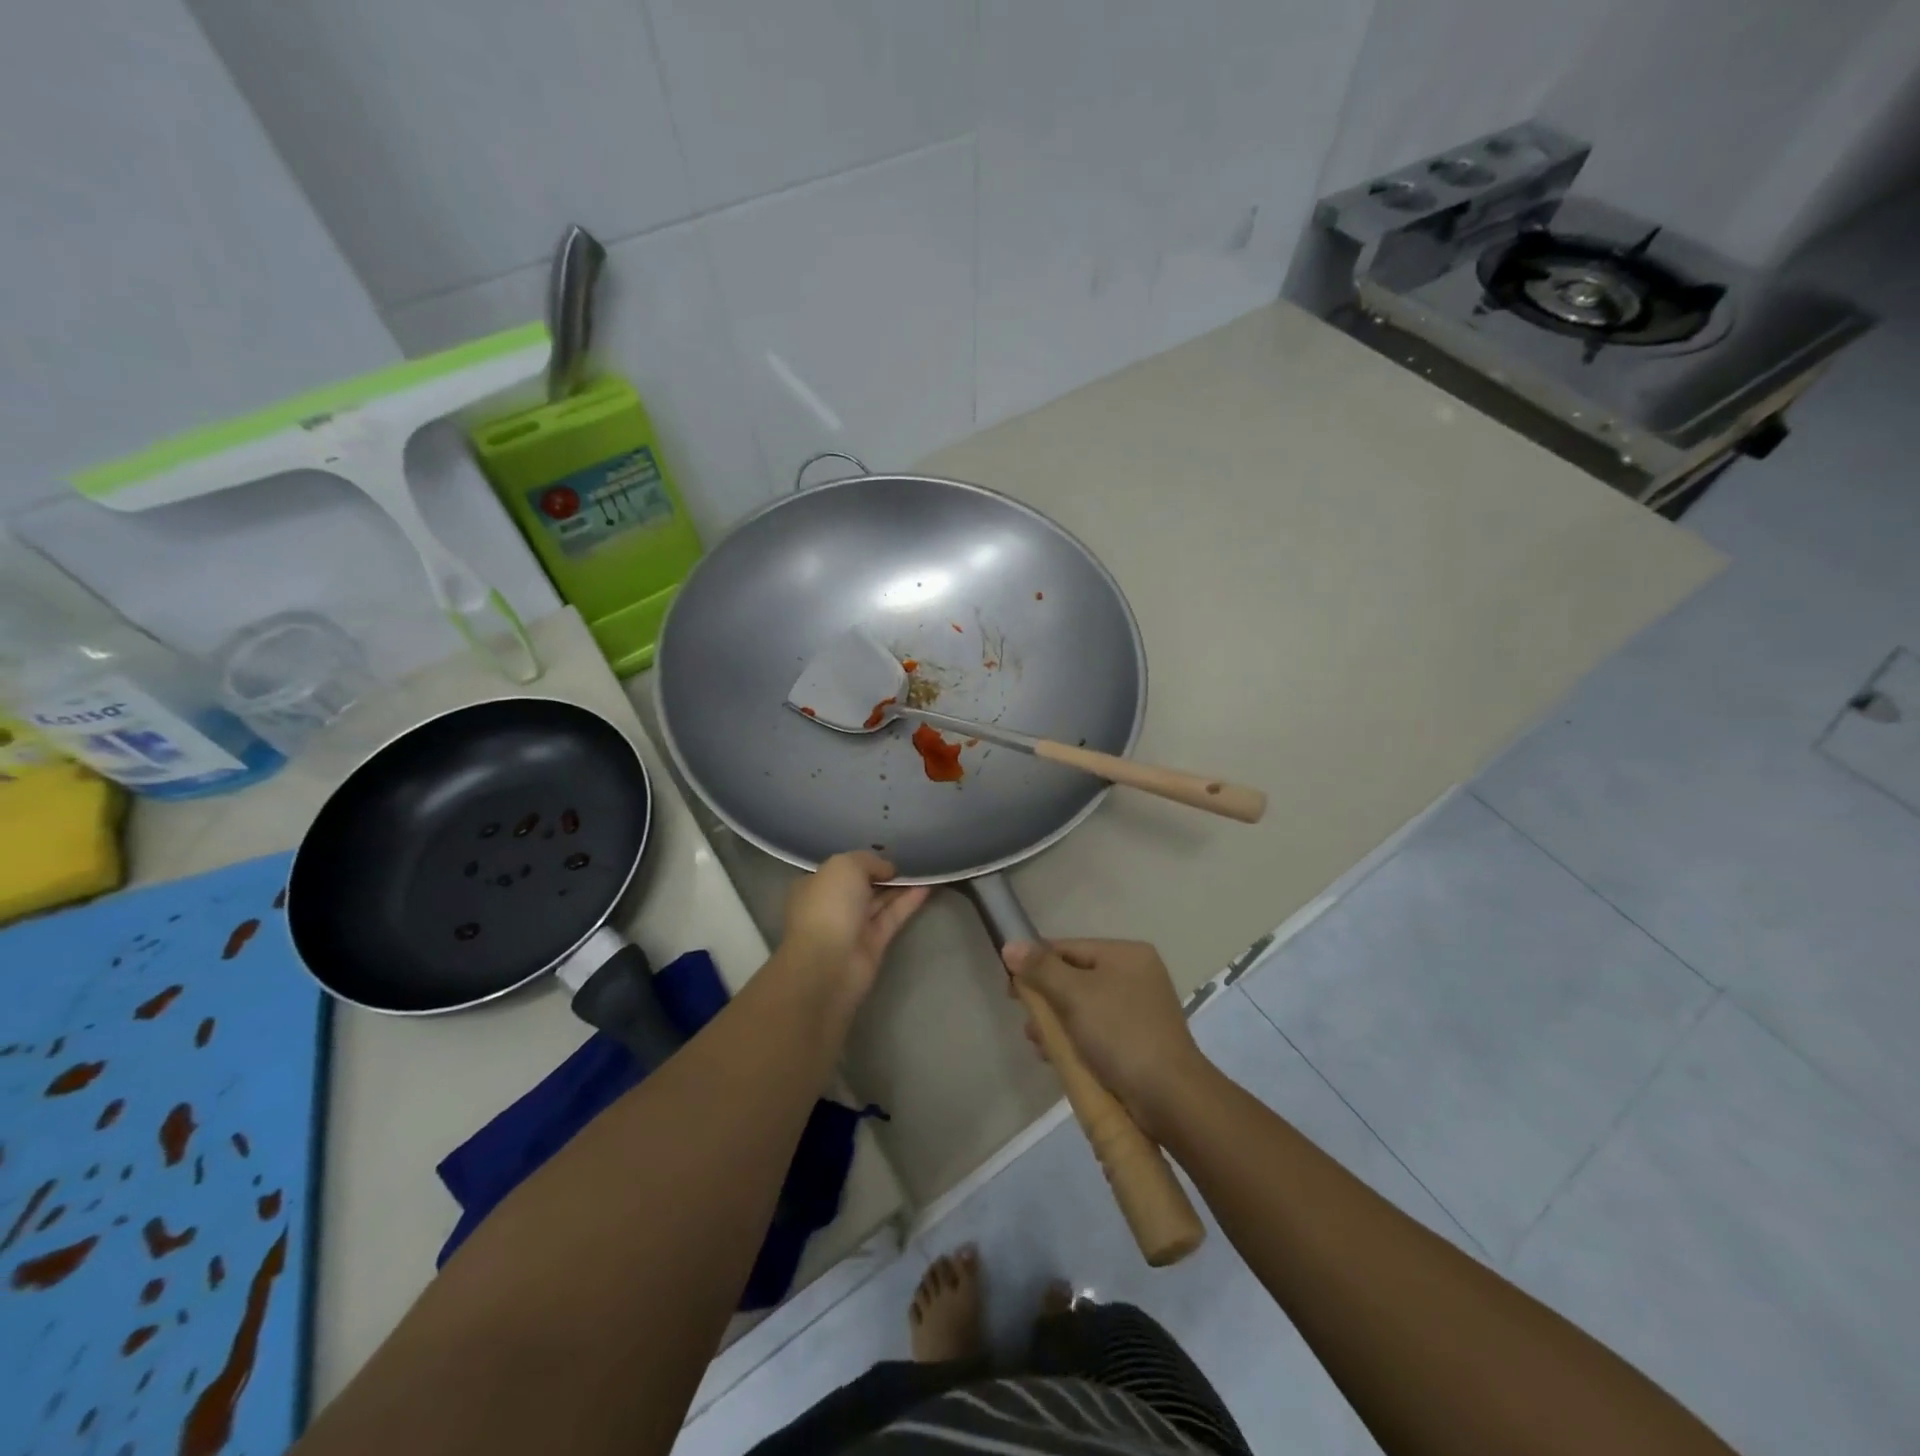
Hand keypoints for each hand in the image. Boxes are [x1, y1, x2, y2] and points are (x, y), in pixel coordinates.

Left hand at [778, 851, 929, 1008]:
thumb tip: (887, 869)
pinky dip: (909, 902)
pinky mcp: (873, 944)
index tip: (888, 852)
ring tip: (926, 868)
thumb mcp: (845, 866)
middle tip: (912, 858)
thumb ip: (868, 860)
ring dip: (901, 886)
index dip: (864, 860)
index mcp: (815, 885)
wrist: (828, 963)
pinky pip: (893, 916)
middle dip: (885, 873)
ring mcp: (853, 926)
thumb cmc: (829, 905)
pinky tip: (928, 886)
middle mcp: (833, 905)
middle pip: (863, 885)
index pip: (841, 868)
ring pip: (880, 901)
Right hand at [1002, 939, 1210, 1136]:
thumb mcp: (1074, 995)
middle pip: (1075, 977)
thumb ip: (1040, 968)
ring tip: (1039, 1045)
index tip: (1011, 990)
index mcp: (1126, 954)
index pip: (1068, 948)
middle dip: (1046, 1000)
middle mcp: (1136, 974)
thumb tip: (1010, 944)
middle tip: (1028, 1024)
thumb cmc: (1120, 1034)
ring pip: (1083, 1007)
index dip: (1035, 964)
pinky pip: (1097, 1029)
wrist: (1170, 1097)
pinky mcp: (1138, 1040)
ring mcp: (1140, 1009)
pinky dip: (1076, 1039)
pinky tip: (1058, 1058)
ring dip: (1057, 1023)